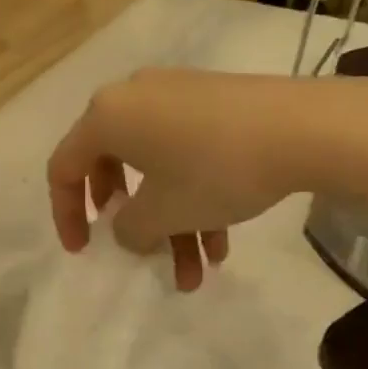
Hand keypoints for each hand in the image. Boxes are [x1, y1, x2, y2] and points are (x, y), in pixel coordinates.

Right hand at [47, 69, 308, 289]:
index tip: (84, 249)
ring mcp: (176, 95)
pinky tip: (222, 242)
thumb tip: (129, 227)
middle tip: (140, 250)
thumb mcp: (161, 213)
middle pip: (113, 167)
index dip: (66, 214)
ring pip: (158, 167)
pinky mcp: (213, 102)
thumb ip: (127, 228)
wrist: (303, 127)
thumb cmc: (213, 170)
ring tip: (196, 273)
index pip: (64, 167)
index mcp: (106, 116)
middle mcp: (134, 97)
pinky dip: (194, 196)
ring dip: (171, 222)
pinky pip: (186, 152)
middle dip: (131, 222)